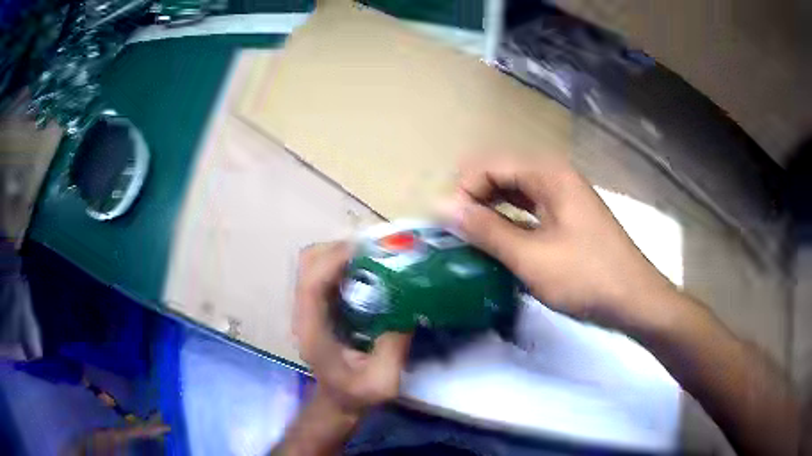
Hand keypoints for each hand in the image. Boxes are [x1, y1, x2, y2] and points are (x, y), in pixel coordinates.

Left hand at [293, 242, 411, 416]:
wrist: (338, 401)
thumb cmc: (356, 394)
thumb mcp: (382, 382)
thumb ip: (394, 349)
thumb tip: (410, 309)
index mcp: (313, 330)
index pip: (311, 283)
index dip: (334, 260)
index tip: (366, 249)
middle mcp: (304, 312)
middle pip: (308, 263)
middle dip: (338, 248)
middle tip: (374, 249)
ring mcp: (310, 306)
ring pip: (314, 263)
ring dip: (341, 252)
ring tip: (373, 255)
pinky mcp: (320, 305)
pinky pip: (326, 272)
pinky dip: (344, 262)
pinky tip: (369, 268)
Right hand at [442, 155, 676, 331]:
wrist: (635, 300)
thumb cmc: (587, 277)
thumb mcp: (531, 257)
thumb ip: (486, 230)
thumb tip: (442, 206)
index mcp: (548, 174)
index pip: (489, 165)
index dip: (463, 190)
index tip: (446, 225)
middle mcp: (554, 176)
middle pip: (501, 175)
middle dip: (474, 200)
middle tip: (455, 235)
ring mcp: (563, 197)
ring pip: (514, 194)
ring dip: (490, 213)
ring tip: (469, 241)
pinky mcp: (567, 218)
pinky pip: (528, 211)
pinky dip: (509, 224)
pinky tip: (497, 246)